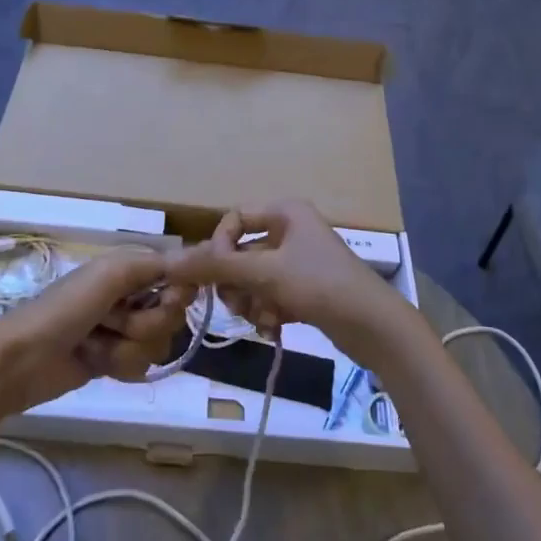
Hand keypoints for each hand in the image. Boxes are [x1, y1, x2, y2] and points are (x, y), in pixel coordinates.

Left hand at [0, 251, 191, 417]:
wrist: (22, 360)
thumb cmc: (65, 309)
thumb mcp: (110, 274)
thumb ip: (157, 265)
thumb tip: (202, 255)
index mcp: (131, 268)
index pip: (179, 277)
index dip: (178, 293)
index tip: (168, 299)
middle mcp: (133, 295)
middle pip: (173, 315)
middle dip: (145, 324)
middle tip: (113, 321)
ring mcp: (124, 330)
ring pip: (159, 344)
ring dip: (127, 348)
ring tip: (96, 344)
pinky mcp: (116, 361)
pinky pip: (143, 365)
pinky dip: (119, 366)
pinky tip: (94, 362)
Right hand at [164, 200, 413, 367]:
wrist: (374, 326)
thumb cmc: (319, 285)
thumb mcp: (264, 274)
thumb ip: (215, 267)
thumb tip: (167, 262)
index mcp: (284, 212)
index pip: (233, 220)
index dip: (218, 247)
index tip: (216, 275)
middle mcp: (291, 230)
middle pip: (241, 253)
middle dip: (236, 282)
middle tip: (237, 305)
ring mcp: (299, 261)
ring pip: (253, 278)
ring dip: (251, 301)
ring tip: (264, 319)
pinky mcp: (305, 289)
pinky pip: (270, 295)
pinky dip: (267, 311)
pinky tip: (276, 327)